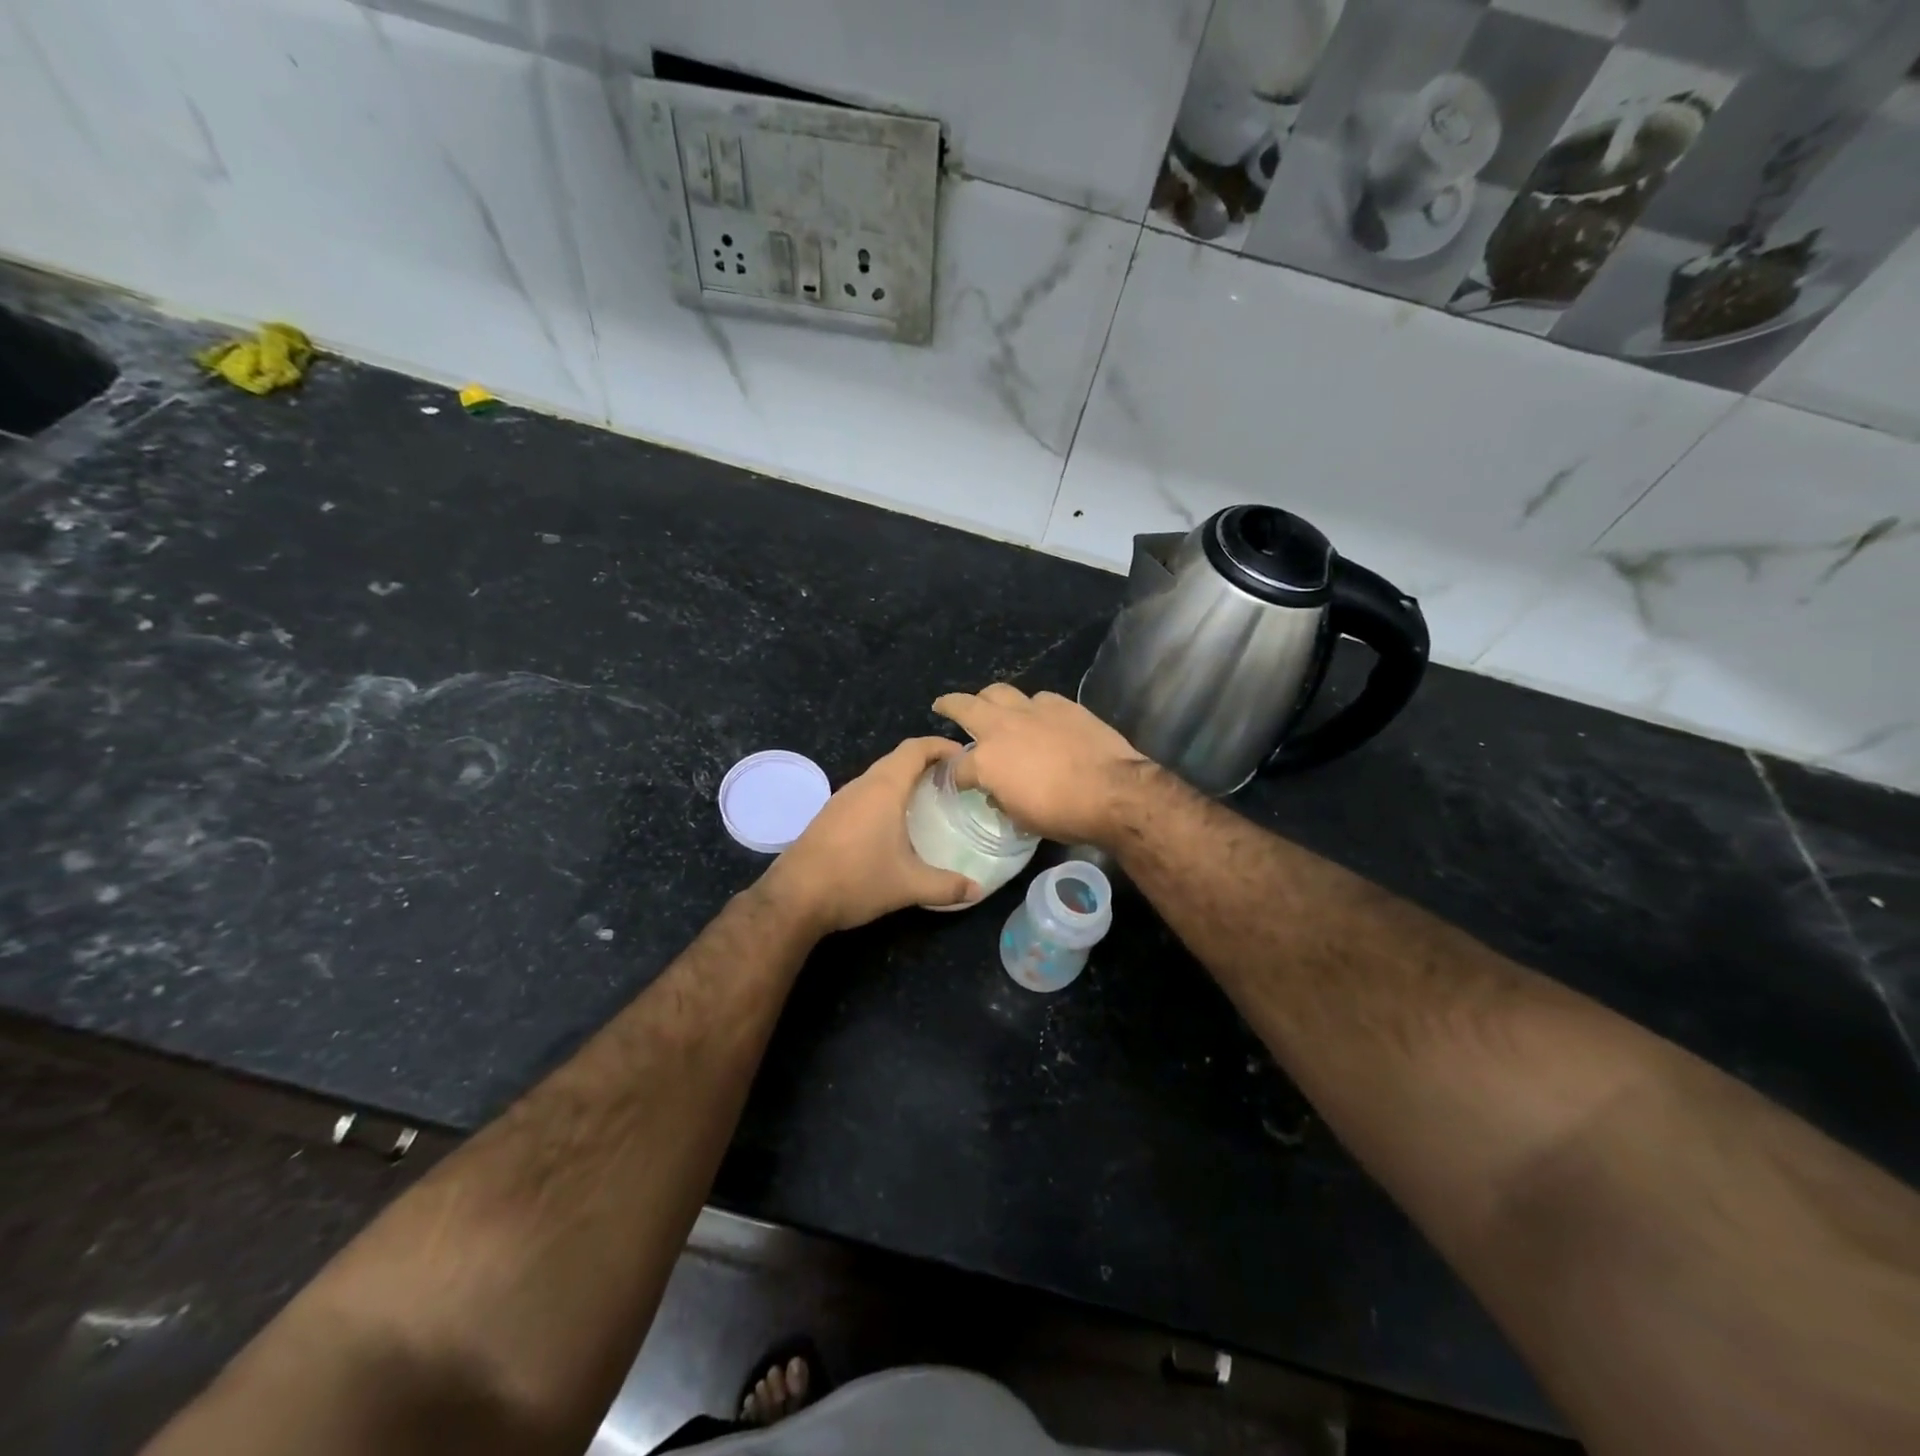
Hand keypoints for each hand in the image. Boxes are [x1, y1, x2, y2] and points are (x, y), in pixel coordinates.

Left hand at [760, 737, 982, 933]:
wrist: (795, 898)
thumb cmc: (856, 880)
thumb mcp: (909, 885)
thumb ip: (947, 886)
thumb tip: (977, 890)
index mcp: (884, 788)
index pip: (915, 748)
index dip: (941, 745)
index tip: (965, 756)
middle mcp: (862, 785)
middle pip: (898, 759)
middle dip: (927, 762)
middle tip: (955, 780)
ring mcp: (841, 799)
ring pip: (879, 777)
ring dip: (905, 780)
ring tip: (931, 799)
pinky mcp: (829, 816)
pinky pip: (865, 794)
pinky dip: (887, 796)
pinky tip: (896, 823)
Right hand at [932, 684, 1149, 844]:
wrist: (1113, 791)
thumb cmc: (1062, 814)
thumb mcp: (1021, 818)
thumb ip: (1001, 799)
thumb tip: (997, 792)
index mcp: (986, 760)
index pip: (957, 767)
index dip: (953, 776)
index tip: (956, 781)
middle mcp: (1002, 727)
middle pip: (965, 706)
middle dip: (949, 704)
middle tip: (942, 705)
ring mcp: (1032, 710)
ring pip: (999, 691)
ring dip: (988, 697)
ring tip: (987, 703)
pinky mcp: (1061, 704)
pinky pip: (1037, 699)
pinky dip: (1030, 707)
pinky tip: (1036, 716)